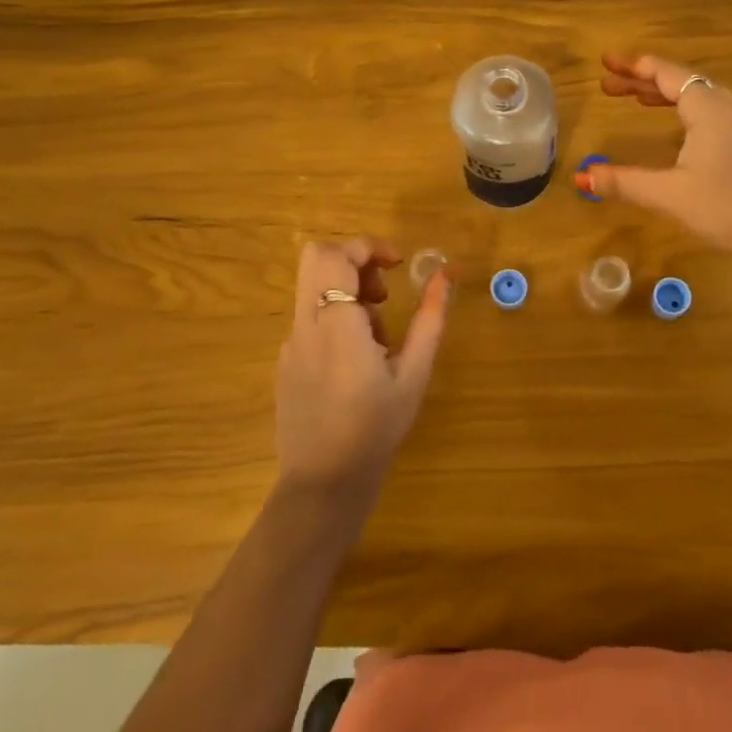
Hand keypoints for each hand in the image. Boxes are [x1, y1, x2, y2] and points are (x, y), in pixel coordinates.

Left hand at [275, 238, 450, 501]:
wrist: (323, 485)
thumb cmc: (375, 429)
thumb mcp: (414, 374)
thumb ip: (430, 319)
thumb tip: (445, 274)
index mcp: (336, 324)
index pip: (336, 255)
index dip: (369, 247)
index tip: (398, 265)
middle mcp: (305, 325)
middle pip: (316, 258)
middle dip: (354, 260)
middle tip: (383, 292)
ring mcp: (290, 343)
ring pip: (314, 287)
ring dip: (348, 292)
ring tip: (379, 338)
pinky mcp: (286, 361)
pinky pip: (310, 317)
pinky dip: (336, 318)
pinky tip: (357, 362)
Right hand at [575, 54, 731, 274]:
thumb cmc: (727, 207)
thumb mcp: (669, 194)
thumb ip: (624, 182)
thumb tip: (580, 177)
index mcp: (708, 108)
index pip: (665, 73)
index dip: (634, 67)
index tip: (606, 63)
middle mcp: (727, 108)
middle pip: (680, 82)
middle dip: (642, 81)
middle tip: (608, 85)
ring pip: (698, 97)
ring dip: (664, 95)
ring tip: (636, 101)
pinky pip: (710, 113)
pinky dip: (683, 111)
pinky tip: (676, 130)